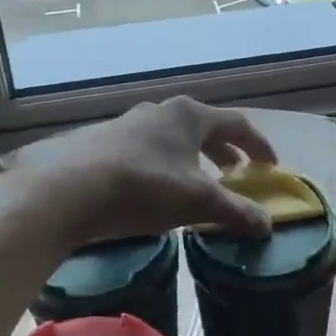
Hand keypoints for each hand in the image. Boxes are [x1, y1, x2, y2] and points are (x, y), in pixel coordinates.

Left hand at [0, 98, 279, 247]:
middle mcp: (159, 110)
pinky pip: (145, 151)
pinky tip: (153, 191)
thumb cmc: (142, 187)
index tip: (271, 166)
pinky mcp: (101, 142)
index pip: (236, 124)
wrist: (64, 189)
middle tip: (236, 175)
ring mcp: (127, 123)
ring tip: (196, 184)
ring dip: (191, 159)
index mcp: (189, 115)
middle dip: (223, 152)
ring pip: (171, 139)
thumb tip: (267, 224)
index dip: (258, 145)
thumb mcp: (196, 203)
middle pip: (203, 128)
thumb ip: (235, 211)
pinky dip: (162, 167)